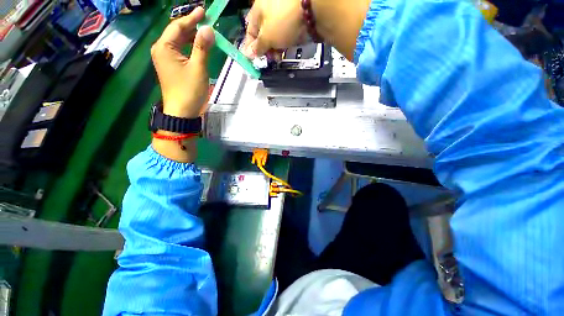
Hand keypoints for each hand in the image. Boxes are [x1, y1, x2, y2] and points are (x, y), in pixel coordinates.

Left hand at [151, 7, 214, 118]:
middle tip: (206, 20)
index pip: (178, 26)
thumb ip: (202, 47)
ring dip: (192, 36)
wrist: (182, 111)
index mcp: (164, 47)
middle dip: (191, 25)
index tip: (204, 11)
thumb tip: (208, 29)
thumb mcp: (198, 68)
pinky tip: (199, 46)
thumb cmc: (189, 90)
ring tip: (205, 31)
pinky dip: (190, 47)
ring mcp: (165, 58)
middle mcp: (161, 49)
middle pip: (177, 32)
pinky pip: (180, 51)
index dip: (192, 18)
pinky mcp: (171, 66)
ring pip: (179, 42)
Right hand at [242, 0, 370, 60]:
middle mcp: (269, 11)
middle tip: (269, 59)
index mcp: (258, 9)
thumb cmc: (284, 22)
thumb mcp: (267, 37)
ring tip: (278, 56)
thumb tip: (247, 54)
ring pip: (274, 36)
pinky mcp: (293, 22)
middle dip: (265, 50)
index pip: (250, 31)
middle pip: (263, 35)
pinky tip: (285, 50)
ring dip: (274, 49)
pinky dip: (283, 44)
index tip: (252, 60)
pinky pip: (284, 35)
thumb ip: (257, 47)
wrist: (313, 13)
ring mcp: (282, 16)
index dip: (250, 47)